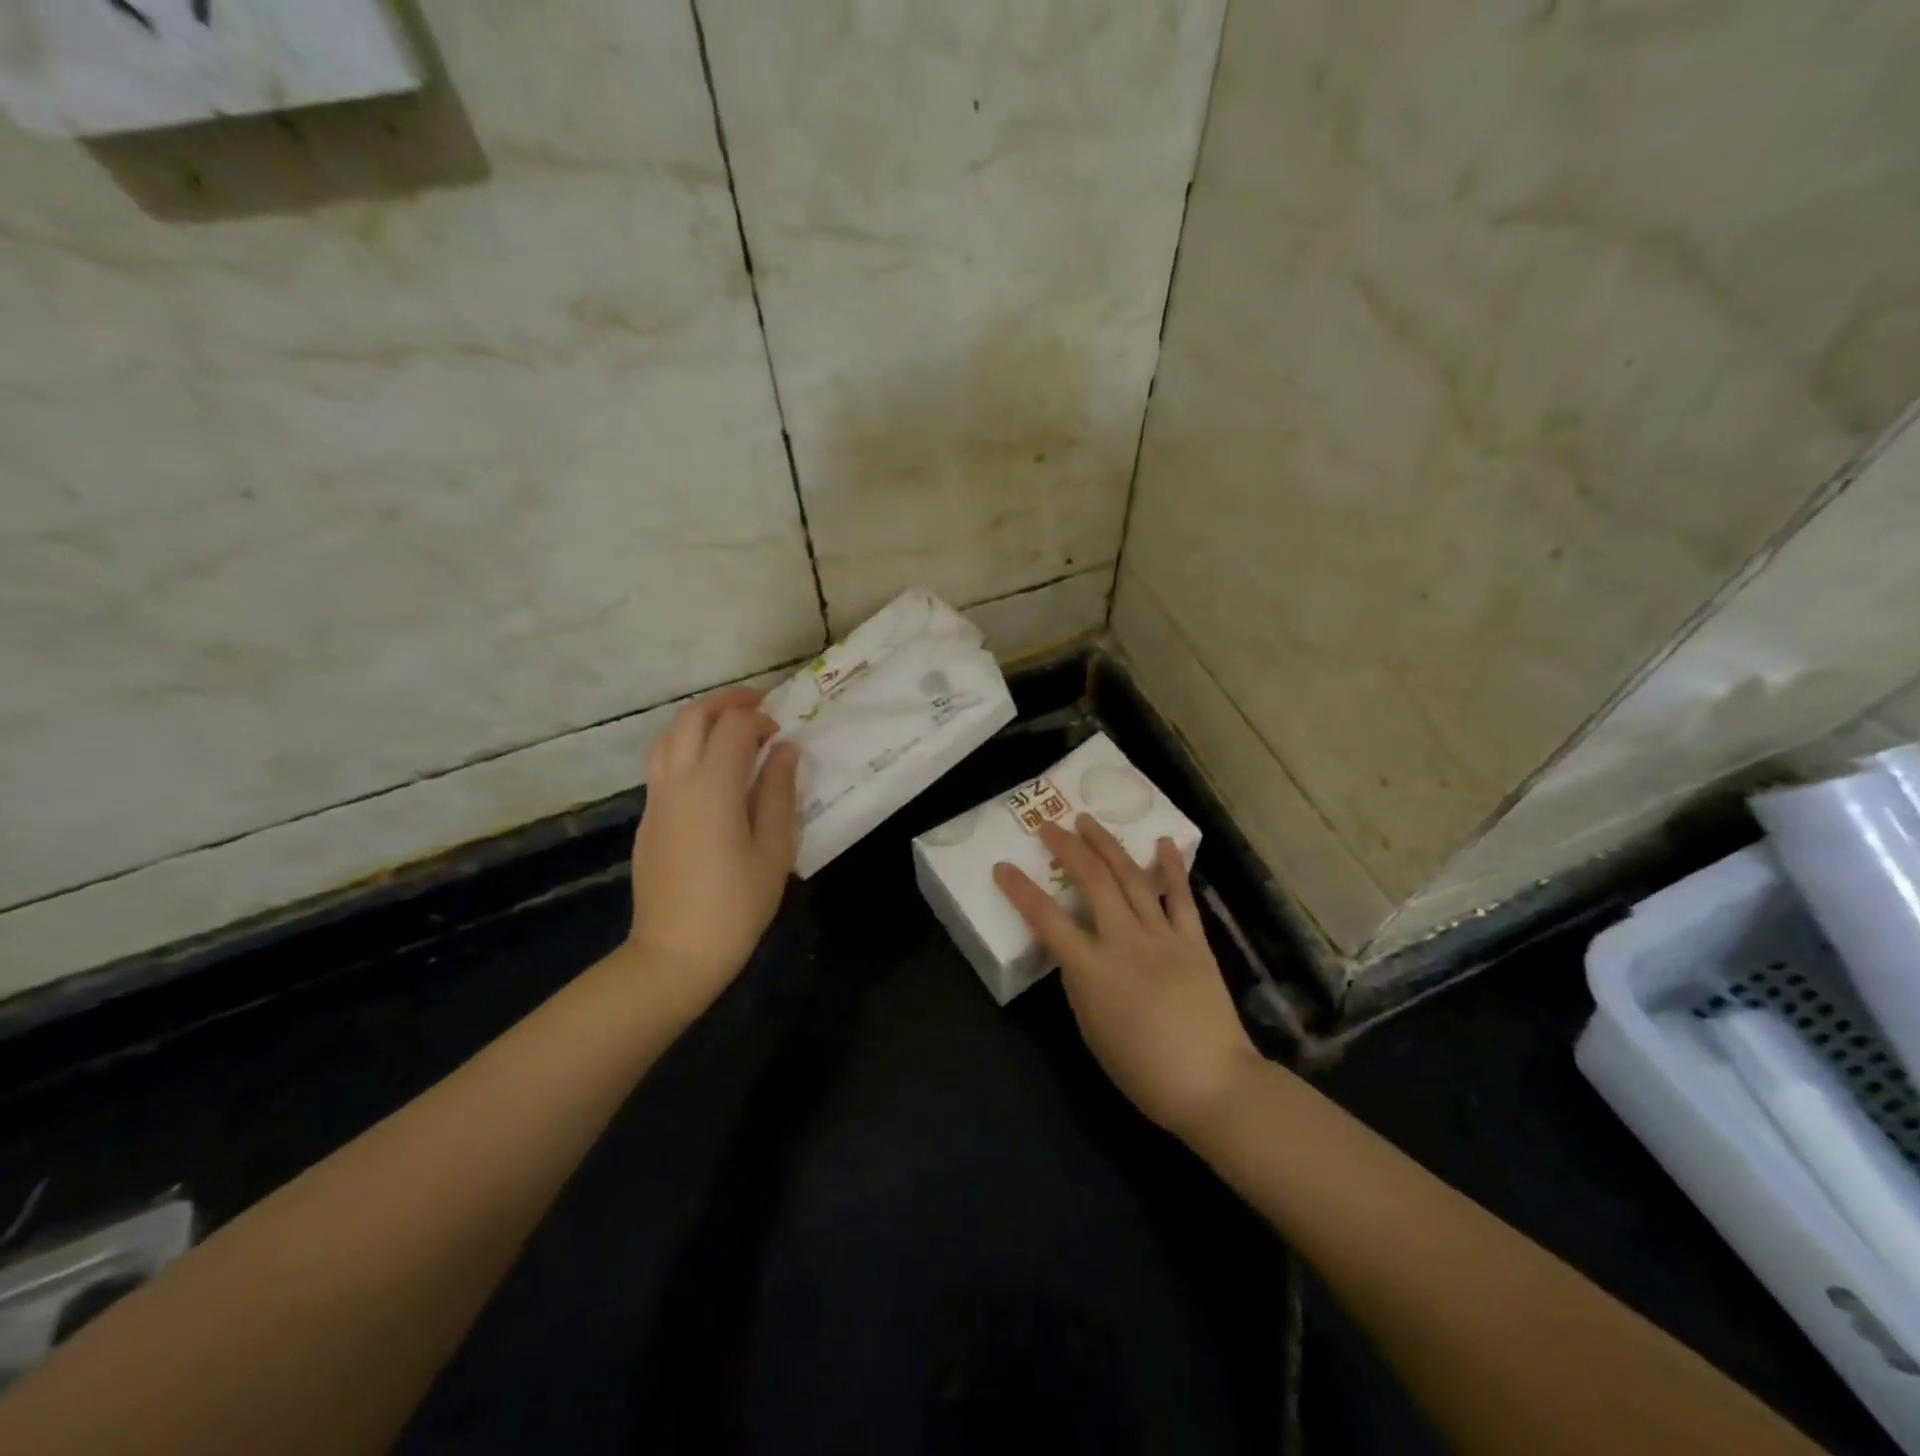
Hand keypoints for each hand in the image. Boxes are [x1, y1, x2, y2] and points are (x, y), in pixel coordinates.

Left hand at [625, 688, 799, 1015]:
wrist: (675, 952)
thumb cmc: (736, 903)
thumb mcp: (774, 848)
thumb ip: (779, 792)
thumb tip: (785, 750)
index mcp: (712, 785)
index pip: (734, 726)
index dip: (760, 719)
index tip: (782, 735)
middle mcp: (677, 781)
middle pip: (692, 718)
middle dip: (726, 702)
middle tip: (758, 706)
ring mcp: (656, 799)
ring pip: (669, 736)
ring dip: (700, 721)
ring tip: (731, 730)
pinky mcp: (648, 818)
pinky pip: (662, 764)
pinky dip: (686, 747)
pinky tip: (711, 771)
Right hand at [994, 815, 1259, 1136]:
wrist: (1212, 1083)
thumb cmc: (1142, 1069)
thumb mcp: (1091, 1030)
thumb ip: (1078, 983)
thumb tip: (1075, 951)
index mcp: (1092, 970)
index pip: (1046, 920)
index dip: (1020, 891)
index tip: (1003, 866)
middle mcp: (1125, 942)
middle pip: (1092, 882)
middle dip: (1067, 849)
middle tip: (1050, 826)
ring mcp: (1162, 936)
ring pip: (1131, 878)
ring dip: (1107, 845)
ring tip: (1088, 821)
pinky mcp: (1194, 940)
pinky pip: (1180, 896)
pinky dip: (1170, 867)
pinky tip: (1161, 841)